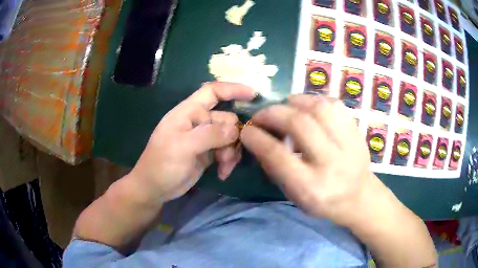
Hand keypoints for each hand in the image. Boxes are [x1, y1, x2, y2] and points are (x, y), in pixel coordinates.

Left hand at [129, 82, 254, 201]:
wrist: (155, 188)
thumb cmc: (161, 164)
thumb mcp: (182, 147)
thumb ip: (209, 135)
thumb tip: (235, 129)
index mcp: (188, 112)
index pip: (212, 91)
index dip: (232, 89)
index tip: (254, 95)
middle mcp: (198, 121)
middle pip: (227, 118)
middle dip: (232, 136)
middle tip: (226, 156)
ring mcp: (204, 138)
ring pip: (230, 136)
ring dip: (231, 152)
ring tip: (224, 167)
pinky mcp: (208, 153)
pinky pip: (227, 150)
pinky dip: (228, 161)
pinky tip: (223, 173)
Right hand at [240, 94, 373, 226]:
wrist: (358, 196)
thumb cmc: (322, 201)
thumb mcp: (293, 195)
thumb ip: (275, 167)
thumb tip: (258, 138)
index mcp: (312, 187)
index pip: (278, 156)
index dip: (257, 138)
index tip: (247, 130)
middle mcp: (332, 163)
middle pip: (299, 125)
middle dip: (273, 114)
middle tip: (261, 115)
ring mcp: (349, 144)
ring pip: (319, 108)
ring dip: (294, 102)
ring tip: (284, 106)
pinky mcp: (357, 131)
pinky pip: (334, 105)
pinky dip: (314, 101)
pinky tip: (306, 107)